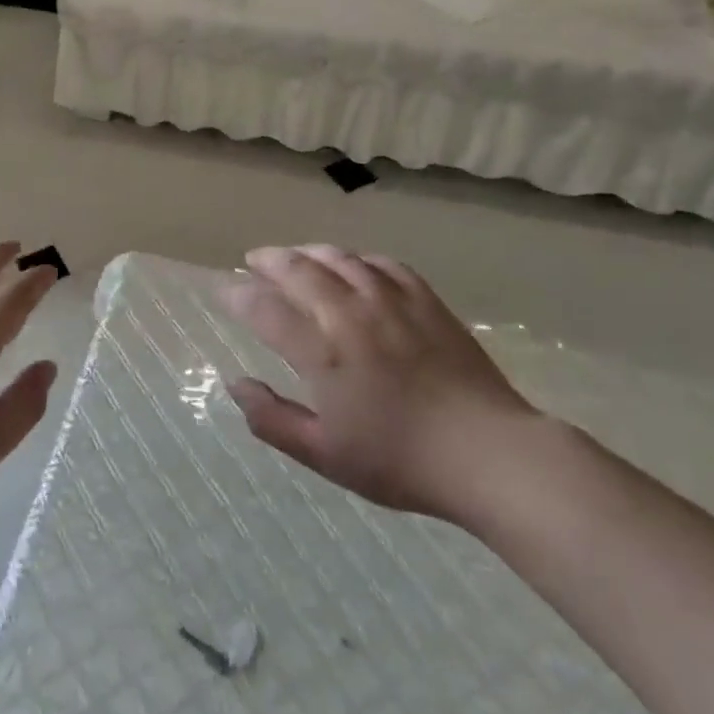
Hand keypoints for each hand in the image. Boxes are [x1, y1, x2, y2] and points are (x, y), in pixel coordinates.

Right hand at [221, 244, 538, 521]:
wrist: (488, 454)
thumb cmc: (400, 461)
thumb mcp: (324, 454)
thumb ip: (272, 418)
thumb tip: (234, 384)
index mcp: (322, 352)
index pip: (265, 309)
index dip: (238, 296)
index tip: (224, 292)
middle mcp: (350, 314)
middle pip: (298, 269)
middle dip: (268, 260)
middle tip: (253, 261)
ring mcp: (391, 302)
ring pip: (339, 258)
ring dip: (308, 252)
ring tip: (294, 255)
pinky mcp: (426, 301)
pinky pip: (383, 264)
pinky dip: (357, 259)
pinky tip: (353, 265)